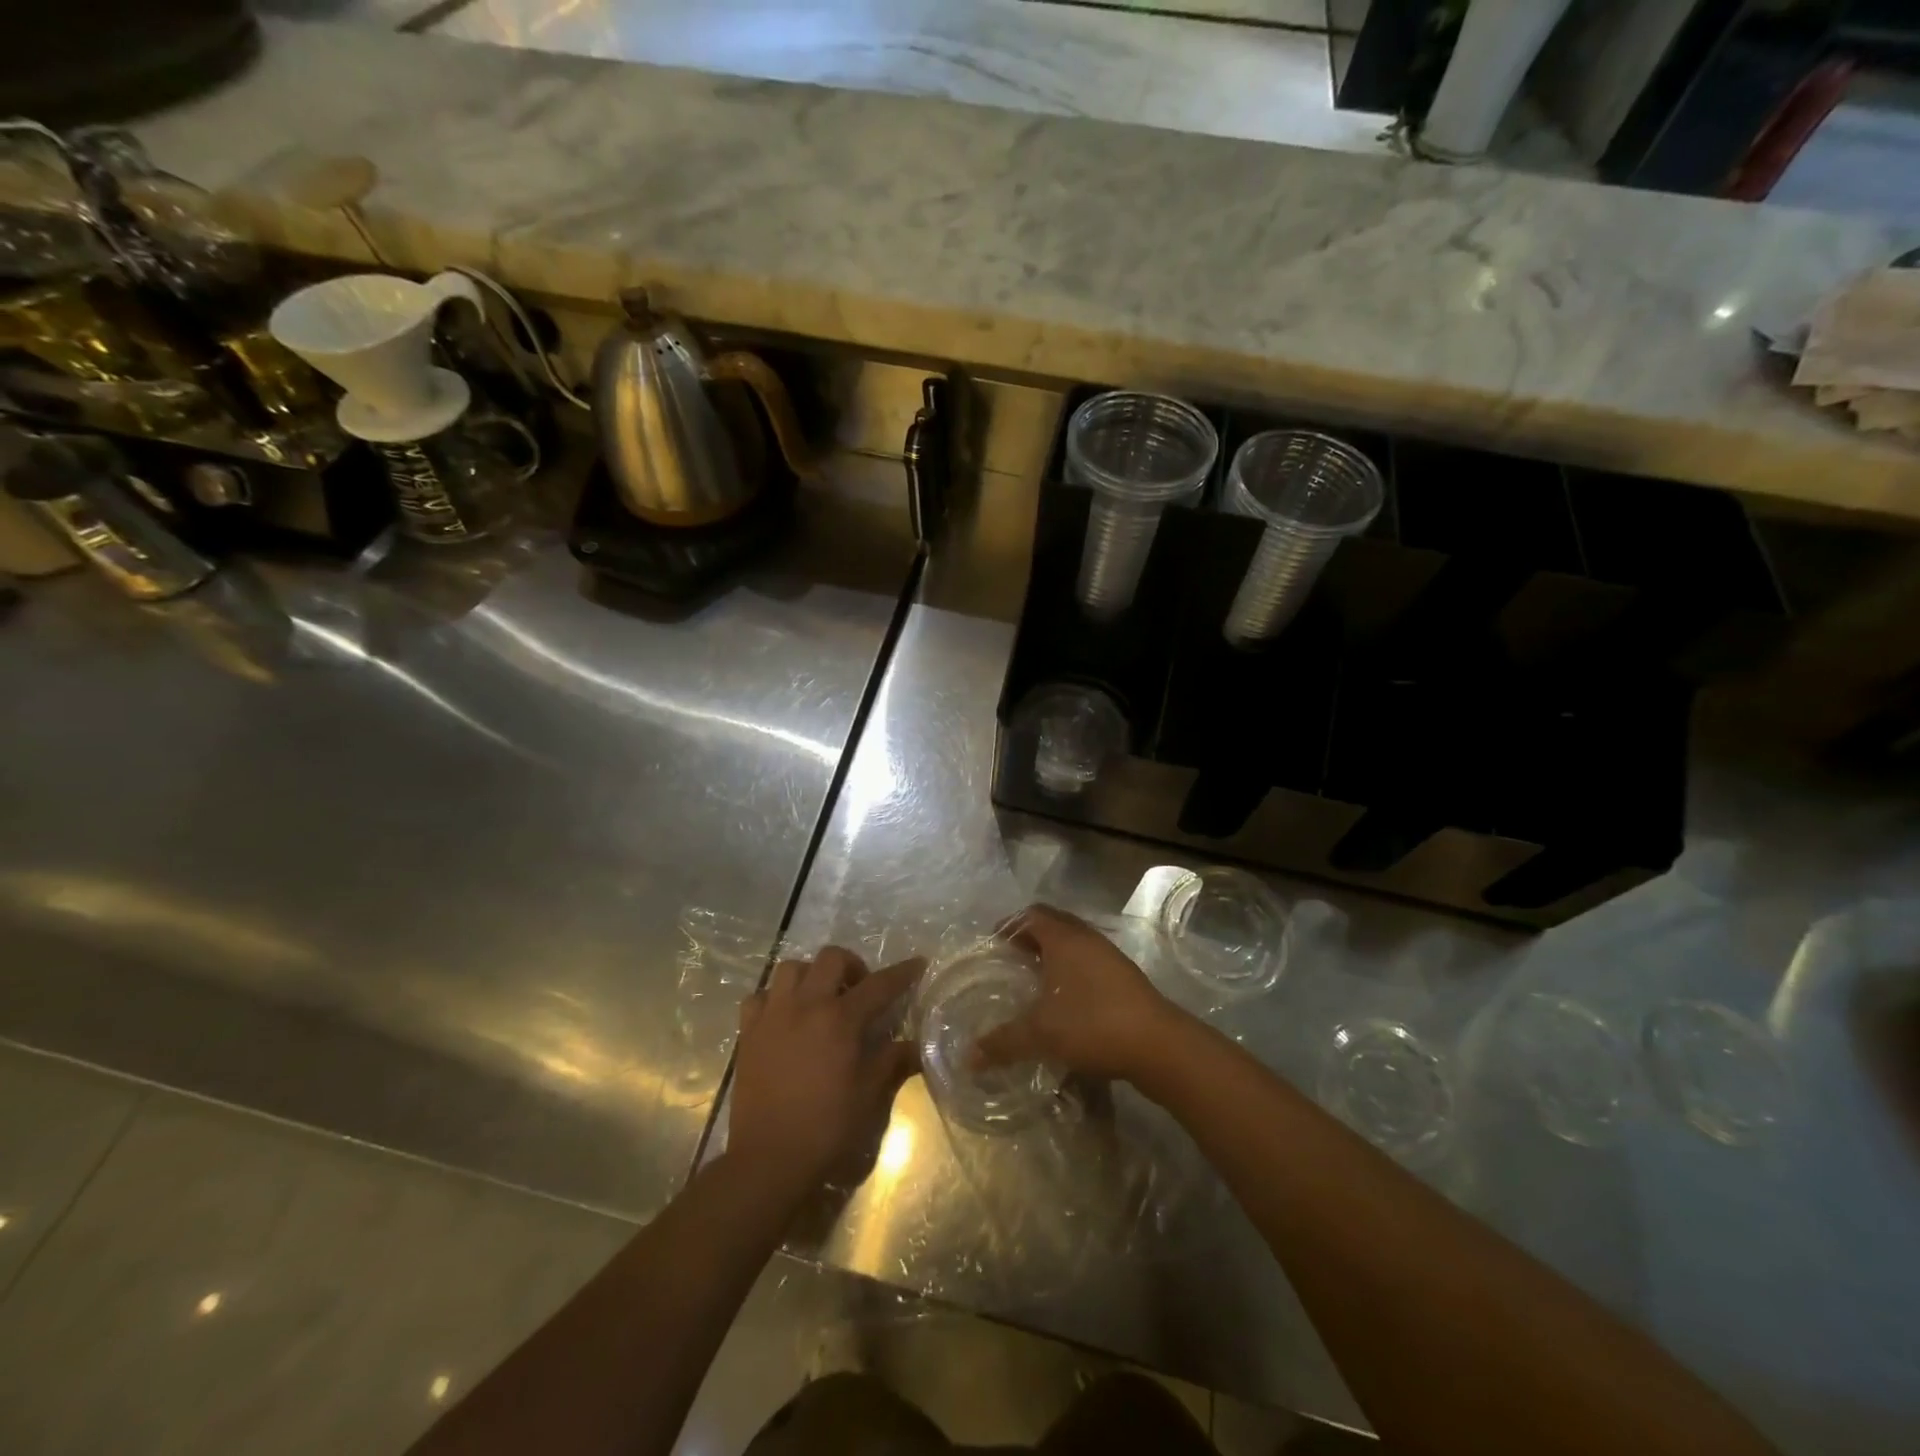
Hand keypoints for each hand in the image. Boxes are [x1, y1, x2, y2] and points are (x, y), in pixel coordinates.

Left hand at [728, 946, 921, 1199]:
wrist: (769, 1158)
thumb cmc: (827, 1127)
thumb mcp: (869, 1095)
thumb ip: (893, 1061)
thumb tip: (915, 1045)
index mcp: (841, 1019)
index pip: (879, 985)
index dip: (902, 972)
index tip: (918, 963)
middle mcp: (806, 1005)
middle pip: (831, 958)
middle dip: (852, 965)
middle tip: (860, 989)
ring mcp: (773, 1015)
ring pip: (791, 968)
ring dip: (811, 975)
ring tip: (820, 998)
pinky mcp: (749, 1032)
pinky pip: (759, 996)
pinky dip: (773, 998)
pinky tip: (783, 1017)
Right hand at [973, 904, 1183, 1081]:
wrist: (1158, 1044)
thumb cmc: (1093, 1024)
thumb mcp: (1041, 1034)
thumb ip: (1003, 1042)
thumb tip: (969, 1058)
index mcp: (1064, 939)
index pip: (1032, 915)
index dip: (1010, 924)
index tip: (993, 941)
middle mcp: (1087, 938)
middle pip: (1054, 924)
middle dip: (1030, 936)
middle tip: (1010, 957)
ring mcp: (1110, 956)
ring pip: (1074, 943)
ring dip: (1054, 954)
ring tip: (1035, 979)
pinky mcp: (1125, 977)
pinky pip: (1090, 961)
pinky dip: (1072, 970)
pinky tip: (1066, 999)